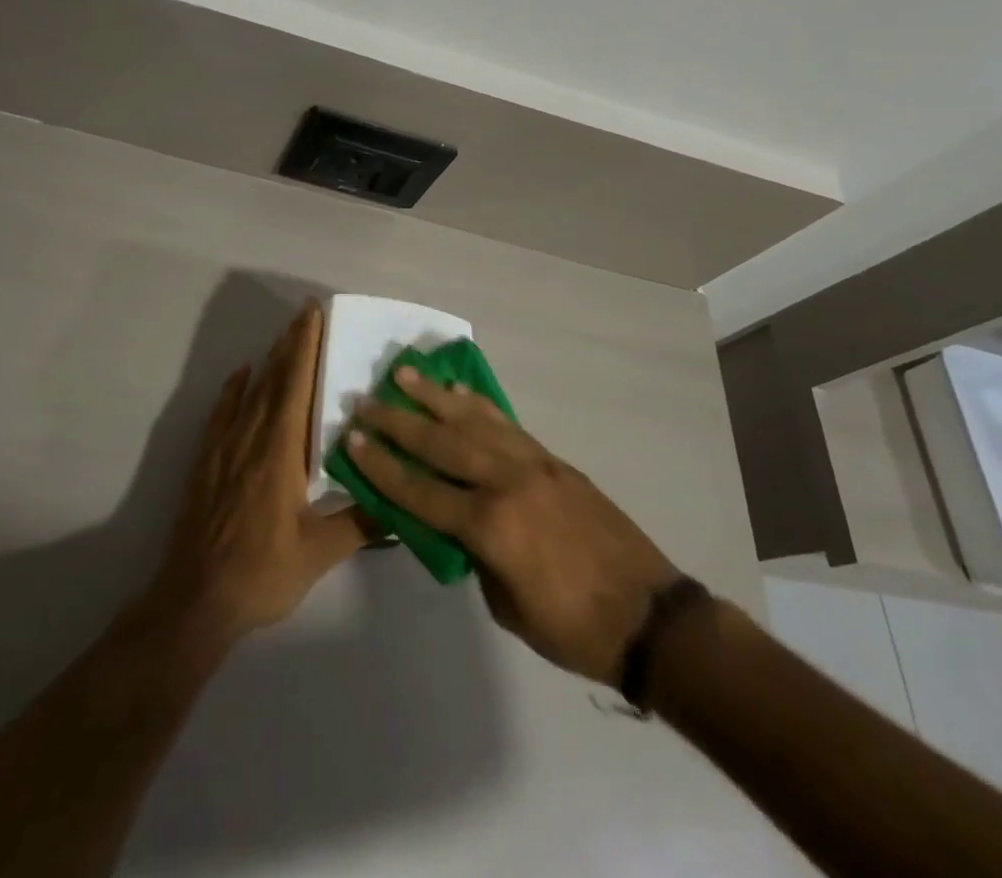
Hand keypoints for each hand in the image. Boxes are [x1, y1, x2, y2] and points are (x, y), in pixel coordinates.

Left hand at [145, 302, 367, 644]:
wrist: (196, 600)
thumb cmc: (262, 572)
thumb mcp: (320, 553)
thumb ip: (362, 523)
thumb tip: (403, 502)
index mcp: (280, 451)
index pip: (296, 384)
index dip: (306, 346)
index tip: (314, 314)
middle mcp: (251, 437)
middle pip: (274, 378)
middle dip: (291, 343)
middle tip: (306, 314)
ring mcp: (224, 447)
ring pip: (250, 391)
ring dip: (269, 360)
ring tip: (285, 336)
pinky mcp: (207, 461)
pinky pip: (222, 412)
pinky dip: (233, 389)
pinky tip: (242, 374)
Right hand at [345, 367, 678, 685]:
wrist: (649, 616)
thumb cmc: (573, 628)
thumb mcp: (507, 606)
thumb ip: (475, 555)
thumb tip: (458, 523)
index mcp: (490, 526)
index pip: (420, 490)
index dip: (382, 466)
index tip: (352, 439)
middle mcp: (506, 482)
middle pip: (441, 443)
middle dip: (398, 421)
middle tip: (366, 399)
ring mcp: (533, 464)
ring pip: (473, 421)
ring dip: (435, 396)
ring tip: (404, 373)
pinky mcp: (553, 460)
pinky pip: (507, 425)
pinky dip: (478, 406)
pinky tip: (459, 393)